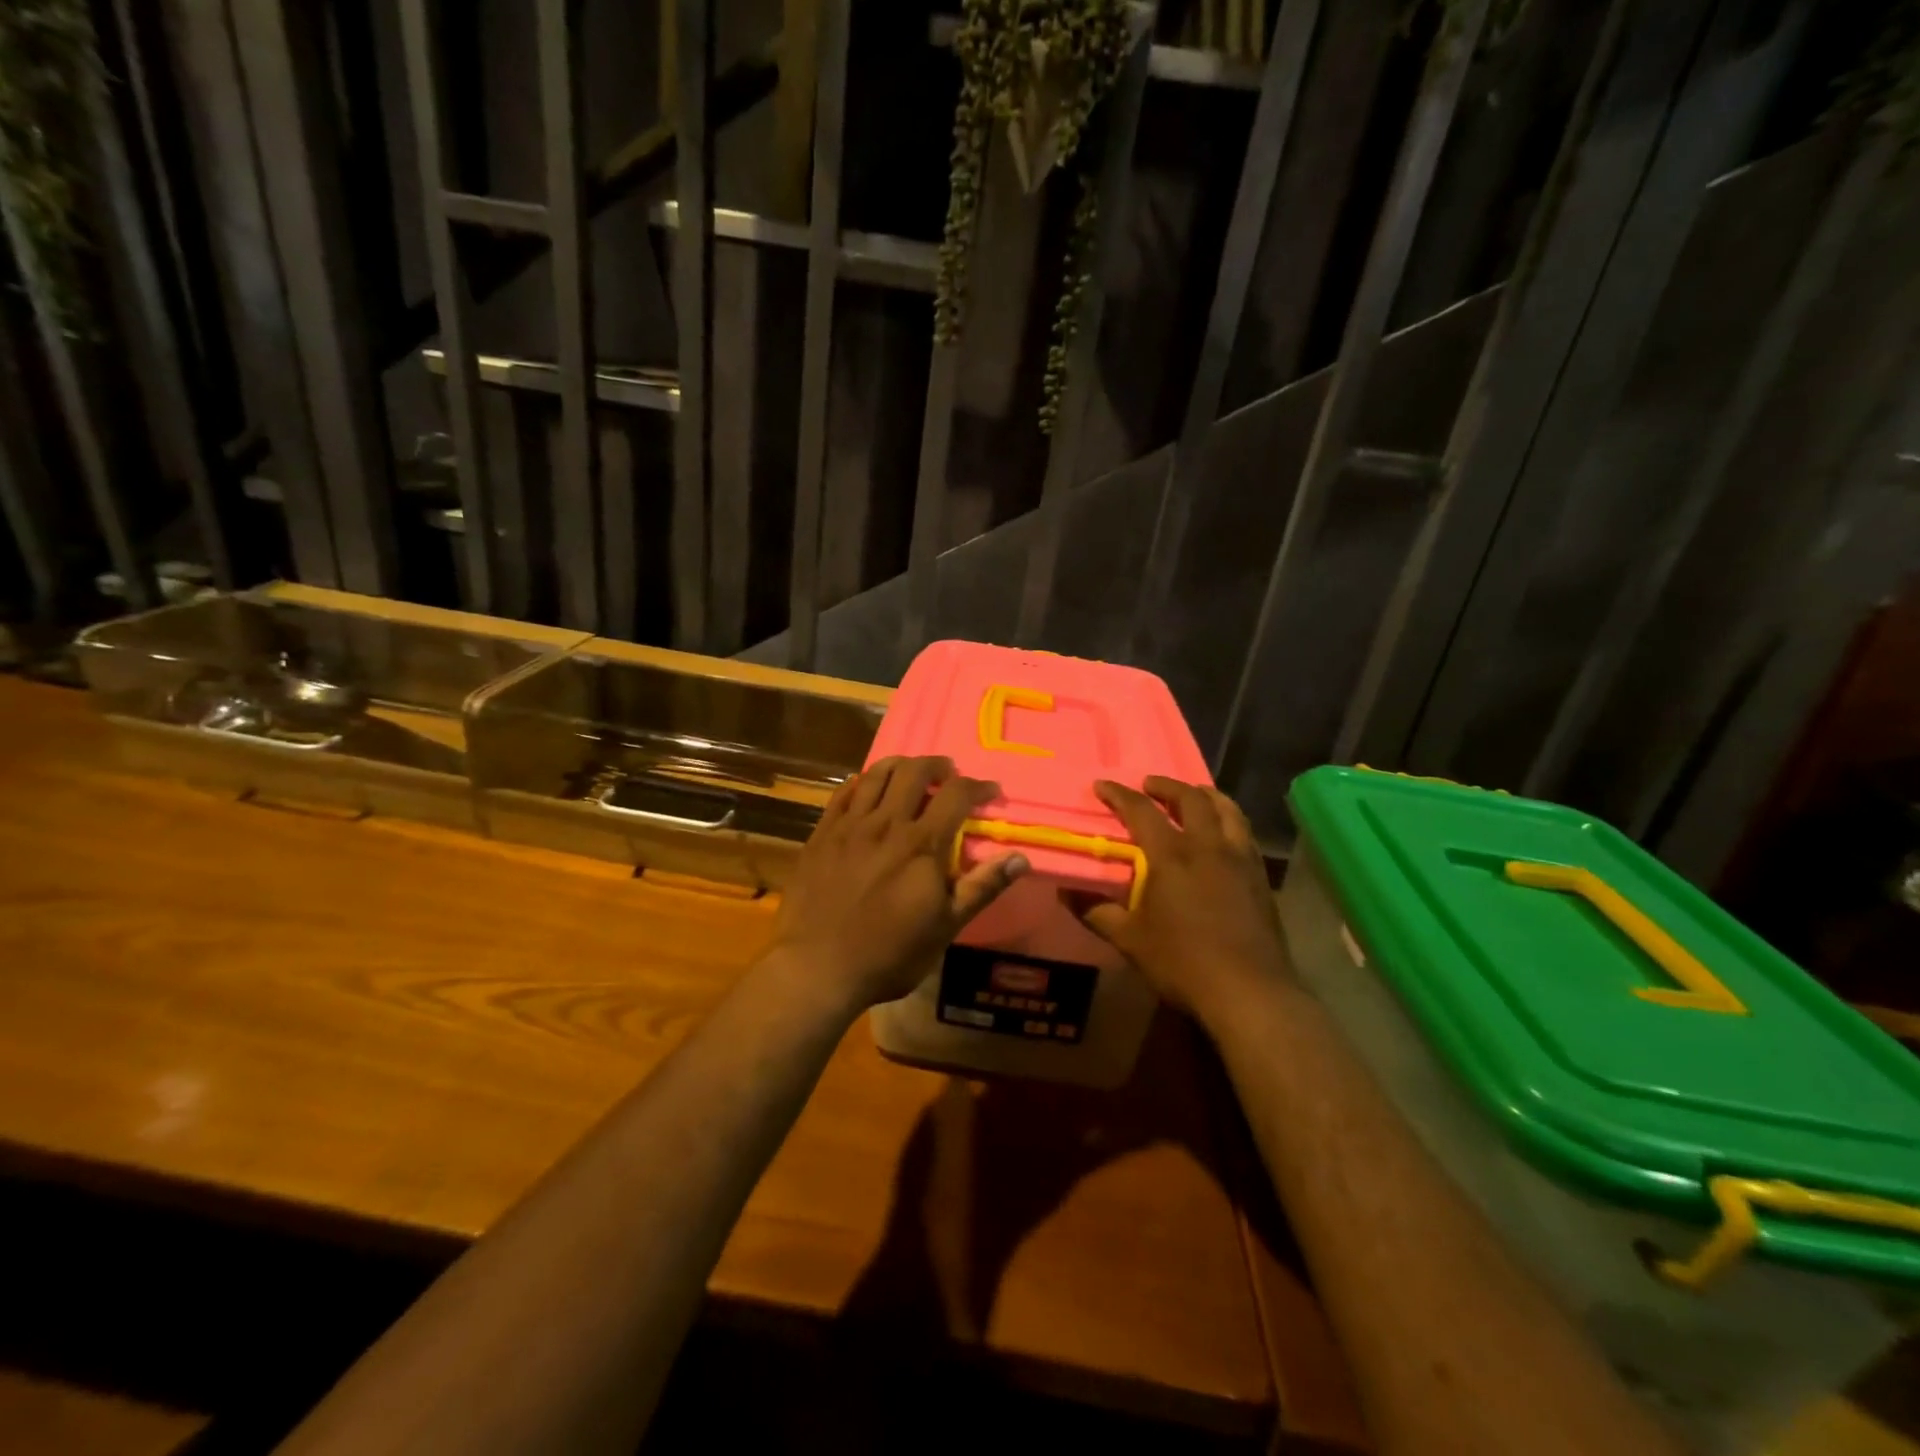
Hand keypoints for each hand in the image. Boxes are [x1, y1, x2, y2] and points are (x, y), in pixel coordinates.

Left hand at [767, 755, 1028, 1013]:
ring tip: (911, 771)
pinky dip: (860, 782)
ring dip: (900, 765)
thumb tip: (1020, 858)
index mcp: (921, 844)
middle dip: (938, 765)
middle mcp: (886, 823)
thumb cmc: (889, 954)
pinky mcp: (821, 834)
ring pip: (876, 774)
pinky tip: (866, 787)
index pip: (956, 794)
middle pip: (914, 772)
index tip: (990, 791)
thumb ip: (982, 887)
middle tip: (948, 773)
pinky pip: (842, 793)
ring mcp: (849, 826)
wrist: (817, 968)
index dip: (978, 787)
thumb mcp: (946, 927)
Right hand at [1074, 777, 1289, 1026]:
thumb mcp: (1130, 940)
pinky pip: (1244, 832)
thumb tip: (1064, 893)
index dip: (1119, 795)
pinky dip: (1229, 819)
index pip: (1141, 811)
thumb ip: (1096, 912)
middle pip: (1191, 798)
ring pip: (1227, 809)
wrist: (1249, 991)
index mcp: (1172, 856)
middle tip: (1149, 784)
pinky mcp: (1260, 877)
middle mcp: (1208, 846)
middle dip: (1167, 785)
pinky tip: (1223, 833)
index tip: (1102, 785)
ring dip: (1205, 795)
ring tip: (1192, 795)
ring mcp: (1240, 859)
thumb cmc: (1183, 963)